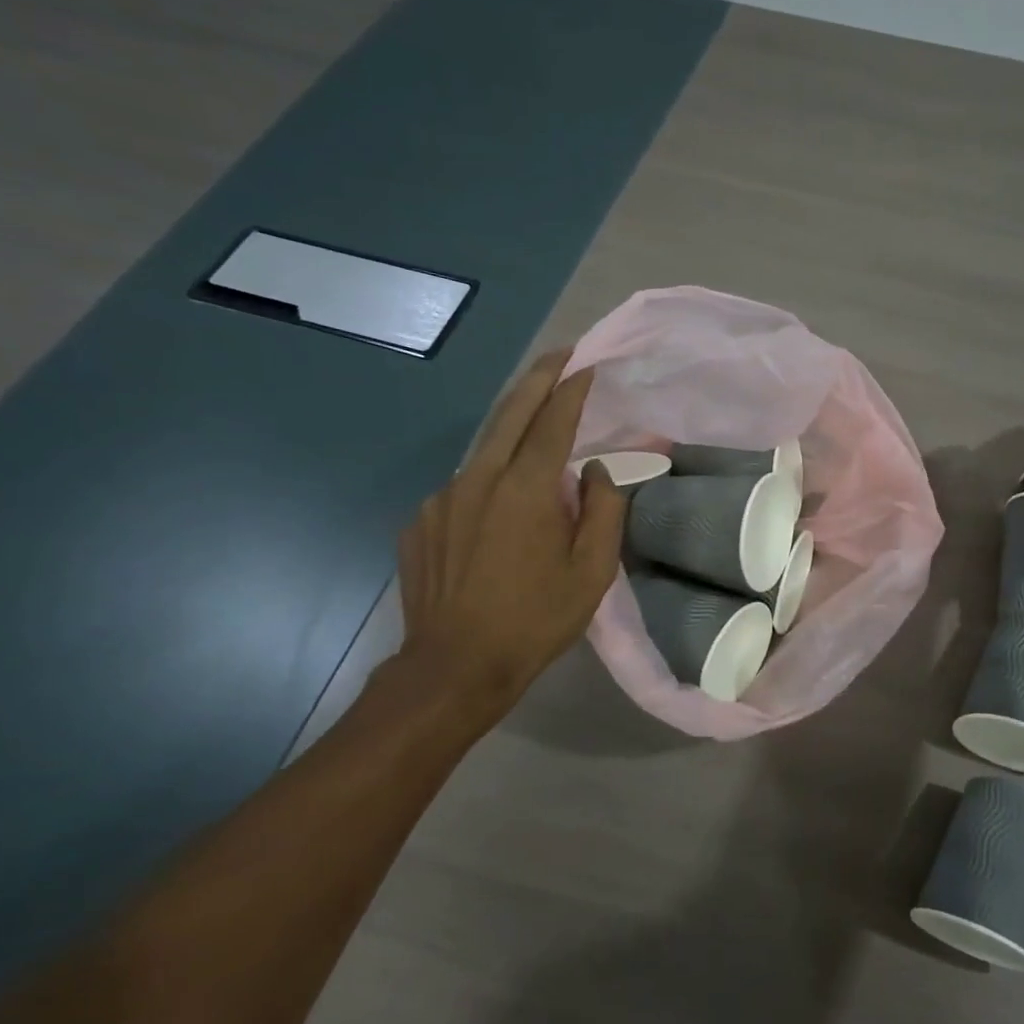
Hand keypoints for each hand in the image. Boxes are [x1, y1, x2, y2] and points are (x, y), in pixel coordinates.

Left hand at [394, 350, 625, 720]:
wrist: (454, 667)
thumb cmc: (536, 619)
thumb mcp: (592, 572)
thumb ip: (602, 511)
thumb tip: (593, 472)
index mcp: (525, 489)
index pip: (552, 421)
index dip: (572, 389)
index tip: (586, 363)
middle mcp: (479, 480)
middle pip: (510, 413)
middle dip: (537, 379)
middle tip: (559, 356)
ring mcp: (442, 498)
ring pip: (485, 450)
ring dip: (513, 430)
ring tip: (536, 428)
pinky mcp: (421, 521)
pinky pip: (464, 486)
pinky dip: (488, 481)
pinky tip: (500, 510)